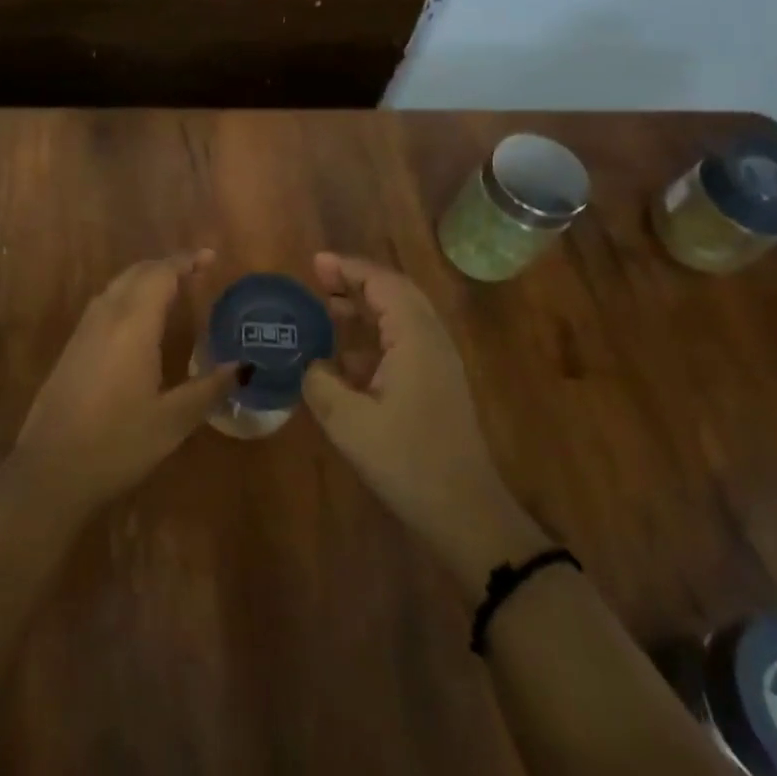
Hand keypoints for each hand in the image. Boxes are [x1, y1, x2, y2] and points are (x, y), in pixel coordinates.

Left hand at [13, 251, 235, 516]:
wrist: (50, 470)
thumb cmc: (118, 443)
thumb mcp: (173, 420)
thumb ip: (209, 388)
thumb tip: (244, 367)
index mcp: (133, 324)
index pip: (161, 274)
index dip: (185, 261)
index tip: (210, 257)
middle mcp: (106, 317)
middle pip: (136, 273)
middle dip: (166, 266)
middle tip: (195, 271)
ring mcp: (83, 331)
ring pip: (116, 286)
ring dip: (144, 279)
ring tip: (171, 288)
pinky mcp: (71, 348)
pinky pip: (103, 304)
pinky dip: (127, 296)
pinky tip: (137, 320)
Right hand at [303, 253, 540, 585]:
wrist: (465, 513)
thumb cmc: (407, 461)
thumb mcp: (348, 422)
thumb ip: (321, 382)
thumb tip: (311, 365)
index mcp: (415, 339)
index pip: (383, 284)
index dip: (349, 268)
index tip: (316, 262)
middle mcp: (431, 341)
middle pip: (395, 293)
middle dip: (357, 281)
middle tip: (319, 278)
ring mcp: (438, 364)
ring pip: (400, 317)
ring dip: (365, 307)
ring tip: (326, 308)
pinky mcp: (436, 385)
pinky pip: (403, 342)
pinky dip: (373, 335)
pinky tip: (345, 356)